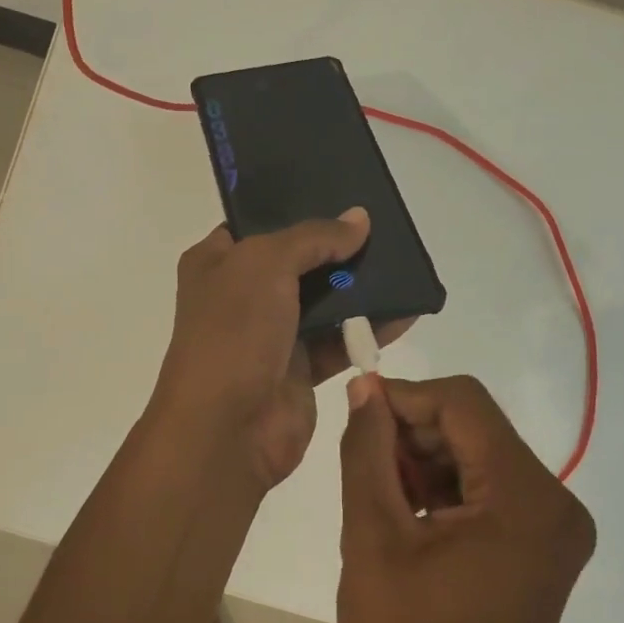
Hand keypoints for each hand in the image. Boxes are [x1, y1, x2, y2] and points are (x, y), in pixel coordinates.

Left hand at [152, 210, 409, 490]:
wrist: (227, 428)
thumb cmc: (234, 332)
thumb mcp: (266, 264)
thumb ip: (314, 237)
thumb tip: (359, 219)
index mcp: (217, 263)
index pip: (256, 224)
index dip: (294, 208)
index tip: (340, 194)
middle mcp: (241, 295)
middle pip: (297, 262)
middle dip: (337, 247)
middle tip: (384, 227)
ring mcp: (270, 335)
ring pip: (323, 302)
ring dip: (359, 288)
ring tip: (403, 264)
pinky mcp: (299, 370)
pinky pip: (340, 340)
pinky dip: (369, 328)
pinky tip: (406, 312)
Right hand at [337, 374, 595, 622]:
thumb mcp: (372, 538)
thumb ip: (367, 451)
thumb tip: (365, 388)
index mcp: (527, 500)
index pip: (464, 405)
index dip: (405, 398)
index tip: (358, 413)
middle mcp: (558, 505)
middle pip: (476, 429)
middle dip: (415, 434)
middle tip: (363, 462)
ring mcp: (556, 531)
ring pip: (481, 457)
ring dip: (427, 463)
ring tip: (381, 496)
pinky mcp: (543, 550)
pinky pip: (491, 492)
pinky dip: (447, 490)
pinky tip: (409, 516)